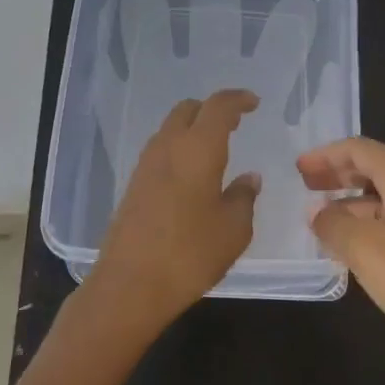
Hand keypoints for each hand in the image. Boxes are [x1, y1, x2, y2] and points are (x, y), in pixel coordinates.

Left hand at [87, 89, 261, 326]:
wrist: (130, 285)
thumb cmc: (190, 254)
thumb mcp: (233, 230)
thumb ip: (243, 197)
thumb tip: (248, 179)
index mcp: (198, 149)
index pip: (218, 107)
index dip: (237, 100)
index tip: (253, 103)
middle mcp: (168, 147)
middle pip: (188, 110)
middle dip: (211, 110)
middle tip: (234, 123)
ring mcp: (145, 166)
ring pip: (170, 129)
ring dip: (192, 129)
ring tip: (215, 148)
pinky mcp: (133, 186)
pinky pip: (160, 152)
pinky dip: (179, 149)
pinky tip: (192, 174)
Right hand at [298, 137, 384, 374]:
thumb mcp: (364, 248)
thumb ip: (333, 223)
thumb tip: (317, 212)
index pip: (363, 150)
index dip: (328, 155)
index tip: (298, 170)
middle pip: (375, 171)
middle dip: (339, 175)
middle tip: (305, 187)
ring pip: (384, 200)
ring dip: (350, 204)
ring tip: (320, 221)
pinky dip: (366, 227)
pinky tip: (348, 249)